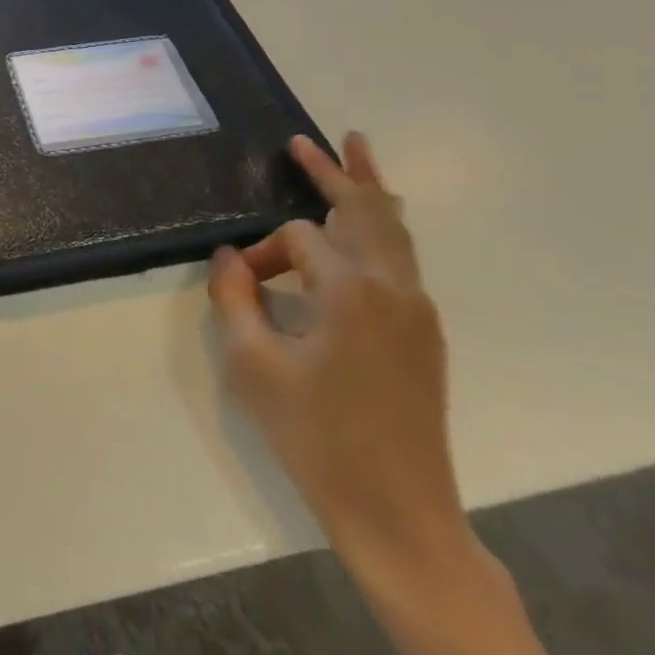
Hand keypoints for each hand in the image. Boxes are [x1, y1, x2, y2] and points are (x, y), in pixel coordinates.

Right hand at [208, 134, 469, 585]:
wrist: (398, 513)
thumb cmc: (316, 436)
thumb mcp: (252, 364)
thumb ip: (234, 298)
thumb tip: (230, 256)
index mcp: (352, 292)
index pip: (297, 240)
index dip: (261, 252)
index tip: (240, 283)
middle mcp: (394, 289)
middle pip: (366, 211)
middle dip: (336, 172)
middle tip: (306, 141)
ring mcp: (418, 312)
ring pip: (394, 231)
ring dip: (368, 192)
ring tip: (355, 154)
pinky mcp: (424, 335)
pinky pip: (403, 260)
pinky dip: (383, 227)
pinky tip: (371, 223)